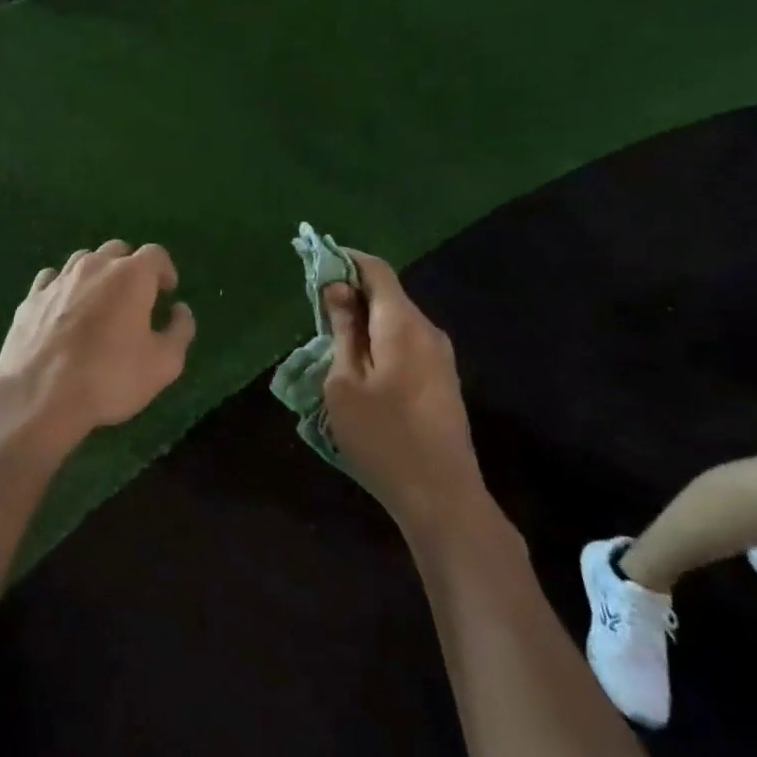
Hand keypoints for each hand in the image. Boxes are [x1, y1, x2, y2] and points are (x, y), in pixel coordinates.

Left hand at [0, 241, 195, 446]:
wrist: (40, 396)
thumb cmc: (110, 378)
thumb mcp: (163, 364)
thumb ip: (180, 331)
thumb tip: (180, 310)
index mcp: (130, 276)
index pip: (155, 254)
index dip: (165, 270)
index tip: (167, 292)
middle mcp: (94, 266)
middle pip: (117, 250)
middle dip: (131, 268)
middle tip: (136, 298)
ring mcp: (58, 279)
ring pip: (83, 260)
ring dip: (97, 274)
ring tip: (100, 302)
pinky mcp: (31, 297)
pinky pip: (52, 278)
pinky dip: (64, 287)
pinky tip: (65, 309)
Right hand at [321, 251, 480, 520]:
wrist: (442, 496)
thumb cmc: (383, 438)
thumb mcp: (345, 383)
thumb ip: (342, 331)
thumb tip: (338, 289)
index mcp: (403, 324)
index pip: (376, 270)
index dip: (345, 260)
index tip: (314, 263)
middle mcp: (427, 330)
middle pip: (387, 294)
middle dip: (351, 292)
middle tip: (314, 309)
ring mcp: (440, 357)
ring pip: (396, 320)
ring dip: (363, 320)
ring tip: (331, 341)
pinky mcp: (443, 380)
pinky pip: (406, 343)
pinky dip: (379, 340)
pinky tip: (359, 366)